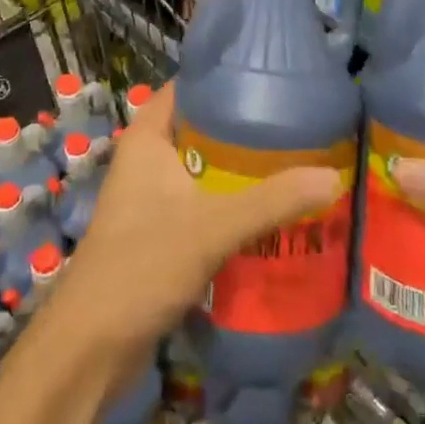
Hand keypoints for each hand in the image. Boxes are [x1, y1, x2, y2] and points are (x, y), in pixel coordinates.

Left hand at [51, 82, 342, 355]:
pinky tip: (272, 213)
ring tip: (296, 163)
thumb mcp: (212, 227)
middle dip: (245, 129)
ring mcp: (153, 199)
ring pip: (205, 171)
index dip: (224, 77)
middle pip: (202, 129)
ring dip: (241, 171)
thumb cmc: (141, 265)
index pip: (187, 87)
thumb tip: (333, 177)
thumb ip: (272, 201)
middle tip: (298, 123)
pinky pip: (204, 206)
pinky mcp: (161, 235)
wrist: (90, 347)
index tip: (271, 76)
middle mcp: (148, 161)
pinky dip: (232, 205)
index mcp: (148, 138)